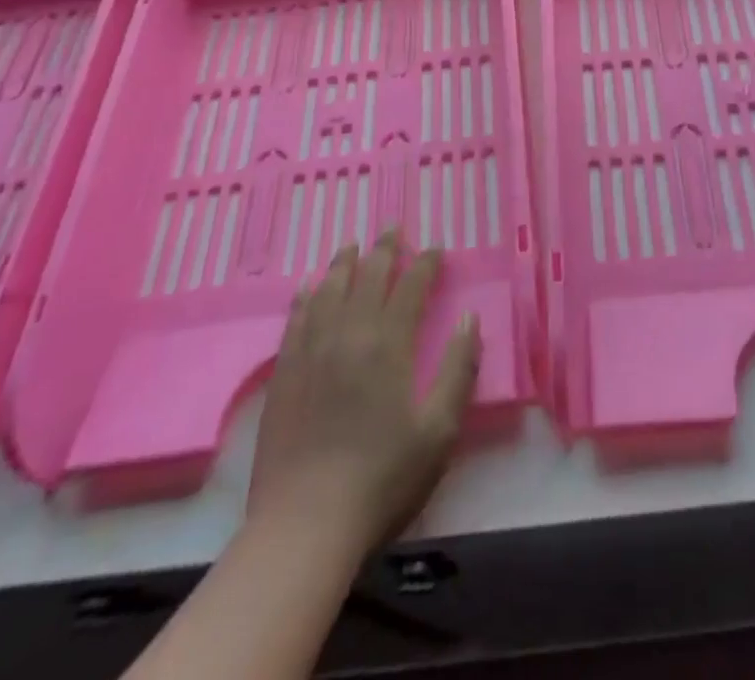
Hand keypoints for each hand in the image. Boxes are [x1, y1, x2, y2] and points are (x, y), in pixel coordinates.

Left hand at [247, 232, 479, 557]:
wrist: (305, 526)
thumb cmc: (383, 480)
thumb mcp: (439, 430)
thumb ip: (459, 369)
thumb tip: (470, 318)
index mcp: (389, 345)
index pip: (411, 288)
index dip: (425, 264)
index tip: (436, 250)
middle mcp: (349, 335)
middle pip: (368, 277)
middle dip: (385, 249)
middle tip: (393, 228)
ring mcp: (311, 352)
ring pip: (329, 290)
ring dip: (344, 263)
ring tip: (353, 245)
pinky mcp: (284, 373)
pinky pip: (295, 319)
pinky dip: (305, 295)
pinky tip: (308, 286)